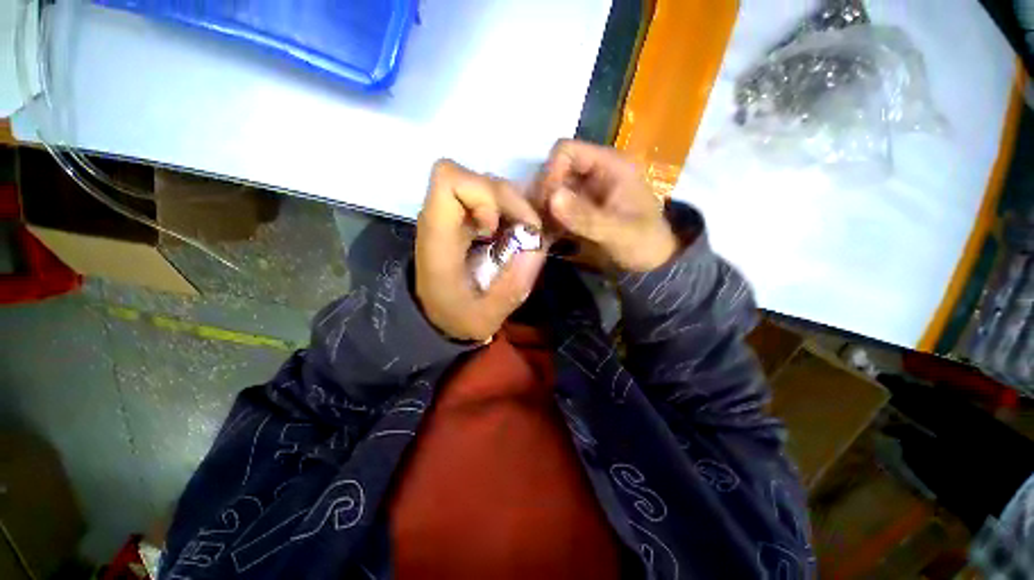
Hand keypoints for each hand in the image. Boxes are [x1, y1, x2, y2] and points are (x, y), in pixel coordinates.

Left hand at [416, 160, 546, 341]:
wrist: (435, 316)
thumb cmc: (454, 317)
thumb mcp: (486, 316)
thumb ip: (512, 286)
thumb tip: (537, 246)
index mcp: (438, 235)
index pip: (449, 179)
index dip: (482, 194)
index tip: (495, 228)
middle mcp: (442, 216)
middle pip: (476, 177)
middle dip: (509, 201)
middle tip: (524, 233)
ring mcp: (454, 214)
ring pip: (487, 184)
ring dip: (512, 206)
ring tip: (520, 236)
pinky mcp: (465, 219)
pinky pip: (491, 199)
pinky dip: (509, 211)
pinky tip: (513, 234)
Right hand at [540, 139, 677, 271]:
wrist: (650, 264)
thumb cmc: (642, 243)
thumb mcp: (618, 232)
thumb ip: (586, 217)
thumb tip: (552, 198)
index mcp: (609, 165)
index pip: (566, 151)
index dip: (551, 173)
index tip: (547, 204)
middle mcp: (594, 172)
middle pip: (554, 170)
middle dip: (544, 195)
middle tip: (540, 222)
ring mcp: (585, 191)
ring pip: (551, 190)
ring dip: (543, 209)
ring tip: (543, 231)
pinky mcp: (579, 209)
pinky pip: (554, 207)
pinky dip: (547, 220)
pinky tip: (548, 236)